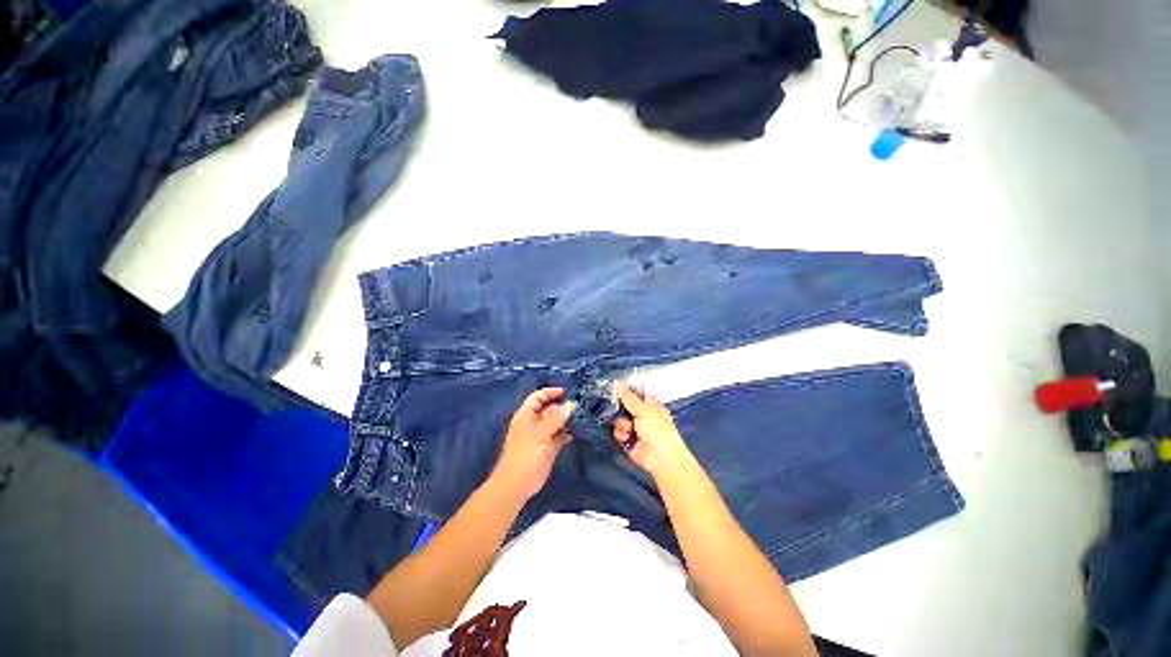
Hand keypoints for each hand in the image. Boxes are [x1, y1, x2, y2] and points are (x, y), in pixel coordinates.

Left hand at [489, 387, 575, 501]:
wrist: (517, 485)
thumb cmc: (525, 455)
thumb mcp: (540, 434)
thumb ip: (556, 418)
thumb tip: (572, 404)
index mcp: (526, 415)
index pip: (538, 397)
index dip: (551, 392)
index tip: (568, 392)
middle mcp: (534, 422)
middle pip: (549, 408)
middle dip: (563, 406)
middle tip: (582, 404)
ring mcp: (542, 435)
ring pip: (556, 422)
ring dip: (568, 419)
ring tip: (584, 415)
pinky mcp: (549, 447)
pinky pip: (560, 435)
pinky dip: (568, 432)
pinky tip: (580, 430)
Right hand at [612, 382, 693, 477]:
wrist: (660, 458)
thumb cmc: (657, 429)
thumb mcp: (643, 410)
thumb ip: (628, 397)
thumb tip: (617, 382)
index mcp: (650, 404)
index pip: (635, 392)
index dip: (625, 390)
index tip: (614, 387)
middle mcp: (642, 414)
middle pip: (624, 406)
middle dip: (619, 408)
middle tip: (615, 408)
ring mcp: (635, 427)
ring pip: (619, 419)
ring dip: (621, 424)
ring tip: (628, 429)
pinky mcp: (628, 439)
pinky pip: (618, 432)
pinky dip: (621, 434)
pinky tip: (626, 438)